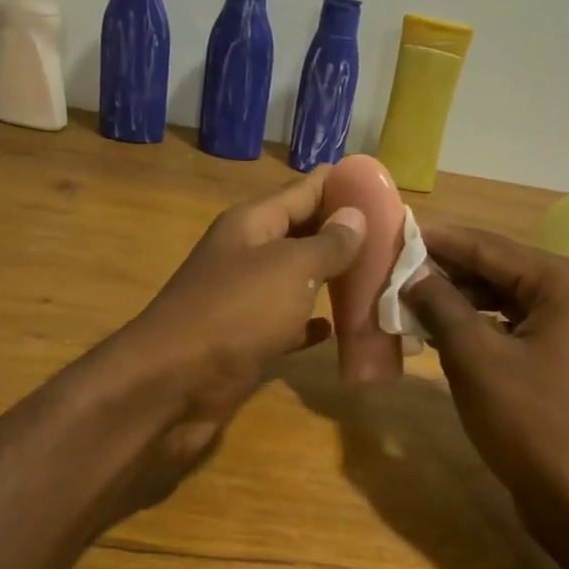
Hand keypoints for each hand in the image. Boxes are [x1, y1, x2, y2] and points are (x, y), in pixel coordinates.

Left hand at [98, 168, 366, 480]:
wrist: (174, 384)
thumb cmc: (236, 313)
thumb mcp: (290, 268)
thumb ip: (327, 243)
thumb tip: (356, 215)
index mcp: (253, 224)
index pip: (304, 190)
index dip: (342, 185)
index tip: (385, 189)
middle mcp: (247, 255)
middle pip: (302, 234)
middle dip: (345, 234)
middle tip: (394, 240)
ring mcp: (244, 300)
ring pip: (297, 280)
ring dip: (332, 280)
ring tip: (379, 279)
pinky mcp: (246, 340)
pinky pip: (286, 324)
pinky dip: (310, 324)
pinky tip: (336, 329)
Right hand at [402, 224, 568, 541]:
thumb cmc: (531, 422)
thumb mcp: (476, 358)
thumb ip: (441, 306)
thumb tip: (410, 273)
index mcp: (566, 282)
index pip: (490, 248)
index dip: (439, 241)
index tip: (393, 230)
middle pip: (497, 271)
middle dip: (444, 273)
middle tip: (389, 269)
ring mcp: (568, 330)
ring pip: (499, 301)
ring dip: (454, 302)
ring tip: (402, 299)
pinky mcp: (556, 360)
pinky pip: (506, 329)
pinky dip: (471, 328)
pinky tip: (433, 332)